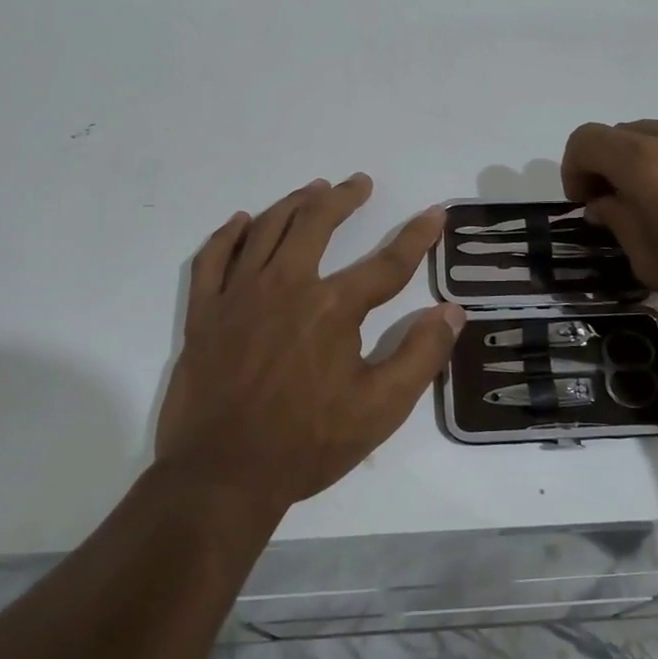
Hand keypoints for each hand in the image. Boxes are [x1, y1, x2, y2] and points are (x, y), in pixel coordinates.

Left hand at [156, 175, 463, 512]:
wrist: (222, 475)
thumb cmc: (307, 443)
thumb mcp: (381, 408)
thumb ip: (421, 355)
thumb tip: (452, 311)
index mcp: (332, 307)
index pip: (387, 262)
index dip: (417, 236)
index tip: (434, 213)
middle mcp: (286, 285)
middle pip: (316, 223)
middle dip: (344, 198)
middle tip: (359, 183)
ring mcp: (239, 295)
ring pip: (266, 229)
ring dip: (293, 203)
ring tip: (313, 189)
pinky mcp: (205, 313)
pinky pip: (213, 259)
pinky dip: (228, 235)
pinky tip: (241, 221)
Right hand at [561, 116, 657, 347]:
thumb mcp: (650, 261)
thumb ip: (618, 220)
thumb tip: (606, 201)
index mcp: (643, 161)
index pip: (585, 141)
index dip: (573, 170)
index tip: (585, 205)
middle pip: (620, 135)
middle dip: (607, 168)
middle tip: (617, 210)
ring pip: (656, 137)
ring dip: (643, 164)